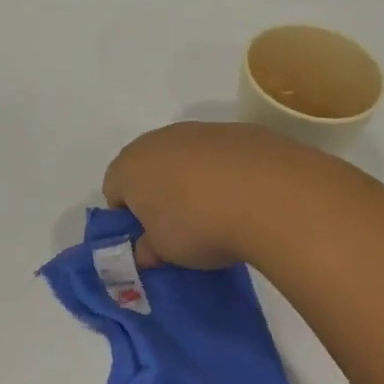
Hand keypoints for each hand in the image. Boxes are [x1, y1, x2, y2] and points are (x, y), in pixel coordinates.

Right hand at [102, 121, 327, 269]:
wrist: (271, 195)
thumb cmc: (199, 226)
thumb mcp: (165, 253)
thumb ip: (147, 250)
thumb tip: (145, 250)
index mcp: (130, 166)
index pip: (113, 189)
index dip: (127, 217)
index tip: (148, 239)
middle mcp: (159, 139)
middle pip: (148, 167)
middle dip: (158, 195)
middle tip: (179, 228)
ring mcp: (201, 130)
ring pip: (185, 157)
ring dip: (193, 181)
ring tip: (218, 213)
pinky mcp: (239, 130)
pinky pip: (221, 155)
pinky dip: (226, 172)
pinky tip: (245, 197)